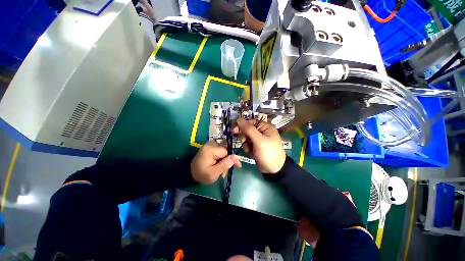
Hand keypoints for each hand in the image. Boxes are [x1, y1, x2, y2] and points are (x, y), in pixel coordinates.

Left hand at [191, 141, 241, 183]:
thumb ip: (224, 165)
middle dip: (227, 162)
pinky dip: (221, 159)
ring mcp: (210, 145)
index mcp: (210, 149)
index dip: (233, 159)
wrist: (191, 173)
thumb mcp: (213, 173)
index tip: (238, 166)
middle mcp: (211, 144)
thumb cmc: (201, 174)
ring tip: (221, 172)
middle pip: (225, 151)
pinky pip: (220, 151)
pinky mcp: (210, 147)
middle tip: (225, 173)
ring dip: (224, 161)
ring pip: (224, 152)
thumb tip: (235, 157)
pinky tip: (219, 167)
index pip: (226, 151)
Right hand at [233, 118, 285, 173]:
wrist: (274, 170)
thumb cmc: (268, 153)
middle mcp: (263, 131)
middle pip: (248, 130)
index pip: (251, 122)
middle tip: (244, 142)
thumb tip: (239, 119)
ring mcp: (259, 139)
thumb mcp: (259, 140)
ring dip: (246, 144)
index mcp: (266, 127)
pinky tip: (251, 153)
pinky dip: (247, 148)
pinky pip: (248, 144)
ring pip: (247, 137)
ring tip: (249, 150)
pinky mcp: (256, 146)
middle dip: (245, 137)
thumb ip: (249, 129)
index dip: (243, 126)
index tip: (235, 131)